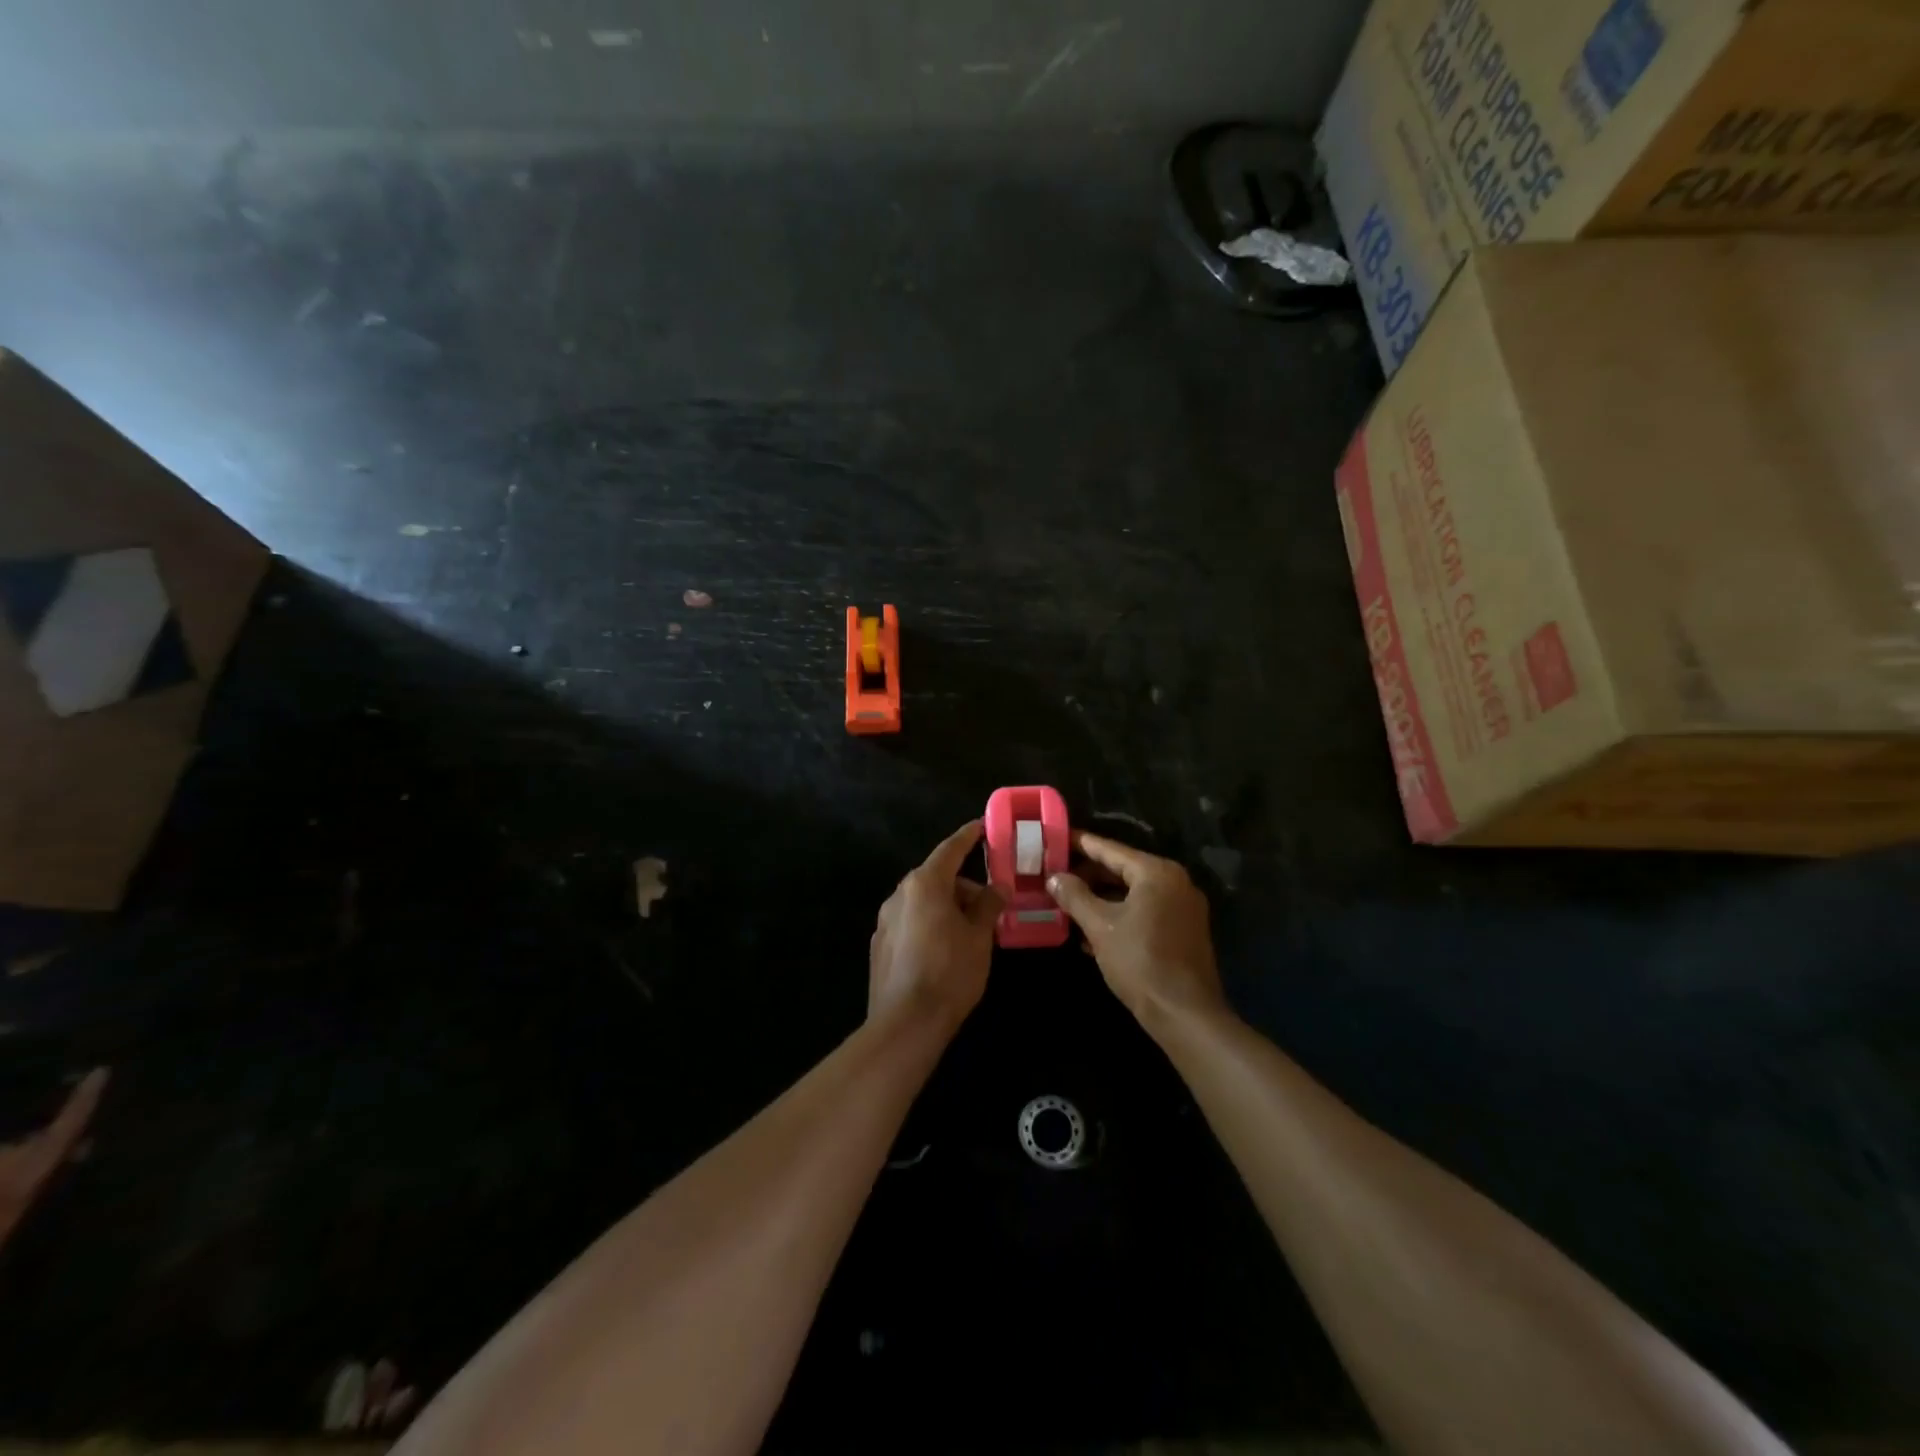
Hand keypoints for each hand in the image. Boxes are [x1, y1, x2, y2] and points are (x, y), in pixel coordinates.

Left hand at [869, 821, 1002, 1030]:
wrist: (906, 1023)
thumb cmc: (950, 972)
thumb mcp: (979, 936)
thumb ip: (989, 905)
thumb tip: (998, 887)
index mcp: (924, 884)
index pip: (951, 849)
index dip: (969, 837)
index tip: (983, 826)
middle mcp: (900, 894)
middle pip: (937, 878)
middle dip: (964, 887)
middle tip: (991, 905)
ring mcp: (885, 920)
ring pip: (923, 902)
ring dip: (948, 908)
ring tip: (973, 933)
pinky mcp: (880, 945)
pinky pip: (911, 922)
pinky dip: (931, 924)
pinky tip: (946, 951)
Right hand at [1048, 833, 1224, 1027]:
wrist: (1184, 1014)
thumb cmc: (1140, 962)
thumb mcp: (1100, 926)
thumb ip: (1075, 896)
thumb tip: (1055, 877)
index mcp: (1156, 873)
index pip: (1110, 849)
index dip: (1080, 843)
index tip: (1055, 838)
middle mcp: (1175, 882)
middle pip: (1123, 869)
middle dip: (1088, 874)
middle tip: (1055, 875)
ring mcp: (1182, 907)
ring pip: (1133, 892)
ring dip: (1101, 898)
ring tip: (1067, 903)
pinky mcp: (1184, 930)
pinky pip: (1145, 910)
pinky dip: (1120, 914)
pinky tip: (1091, 931)